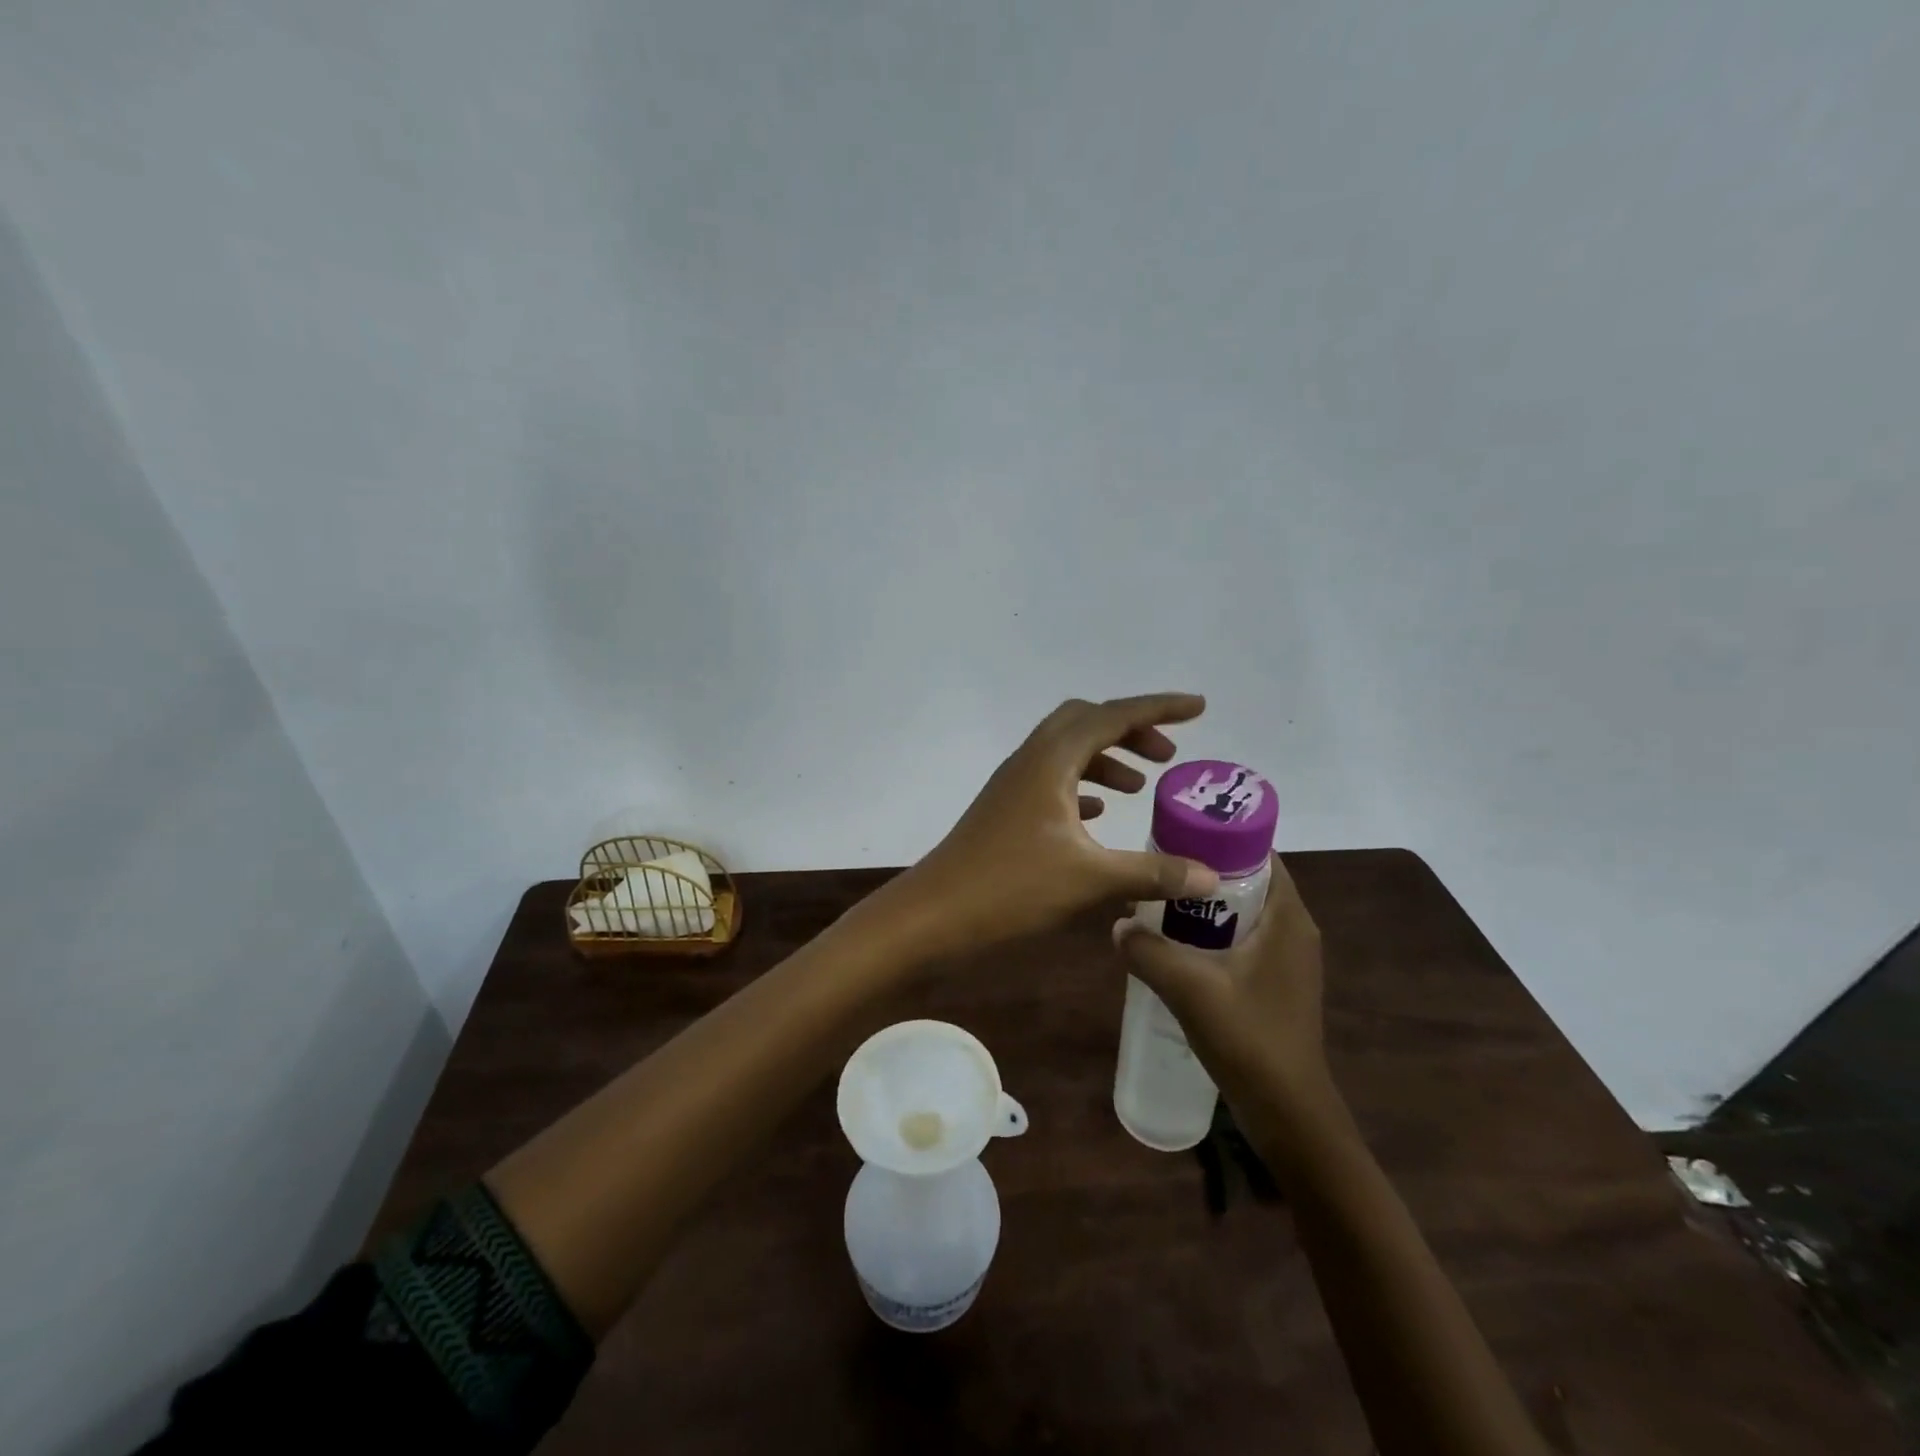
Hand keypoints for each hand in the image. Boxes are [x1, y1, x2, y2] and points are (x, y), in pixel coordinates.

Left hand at [883, 694, 1220, 954]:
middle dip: (1130, 730)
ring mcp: (1014, 785)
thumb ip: (1152, 873)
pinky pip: (1052, 782)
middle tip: (1168, 756)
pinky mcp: (1006, 810)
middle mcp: (1031, 760)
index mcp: (1051, 760)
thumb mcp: (1089, 880)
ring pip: (1067, 753)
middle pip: (1085, 722)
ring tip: (1140, 786)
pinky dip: (1082, 786)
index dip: (1158, 708)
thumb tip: (1211, 875)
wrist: (934, 913)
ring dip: (1106, 759)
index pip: (1113, 716)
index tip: (1198, 708)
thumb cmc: (1010, 887)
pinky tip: (1098, 815)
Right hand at [1113, 853, 1328, 1107]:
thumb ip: (1148, 951)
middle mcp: (1293, 930)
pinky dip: (1210, 934)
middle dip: (1202, 873)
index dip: (1219, 837)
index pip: (1259, 853)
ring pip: (1240, 913)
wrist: (1287, 1112)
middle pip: (1246, 881)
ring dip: (1202, 906)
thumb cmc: (1249, 1039)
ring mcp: (1286, 960)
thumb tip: (1117, 926)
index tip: (1175, 835)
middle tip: (1156, 870)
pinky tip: (1175, 947)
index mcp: (1287, 919)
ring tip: (1157, 905)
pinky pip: (1241, 940)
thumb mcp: (1189, 989)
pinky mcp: (1275, 983)